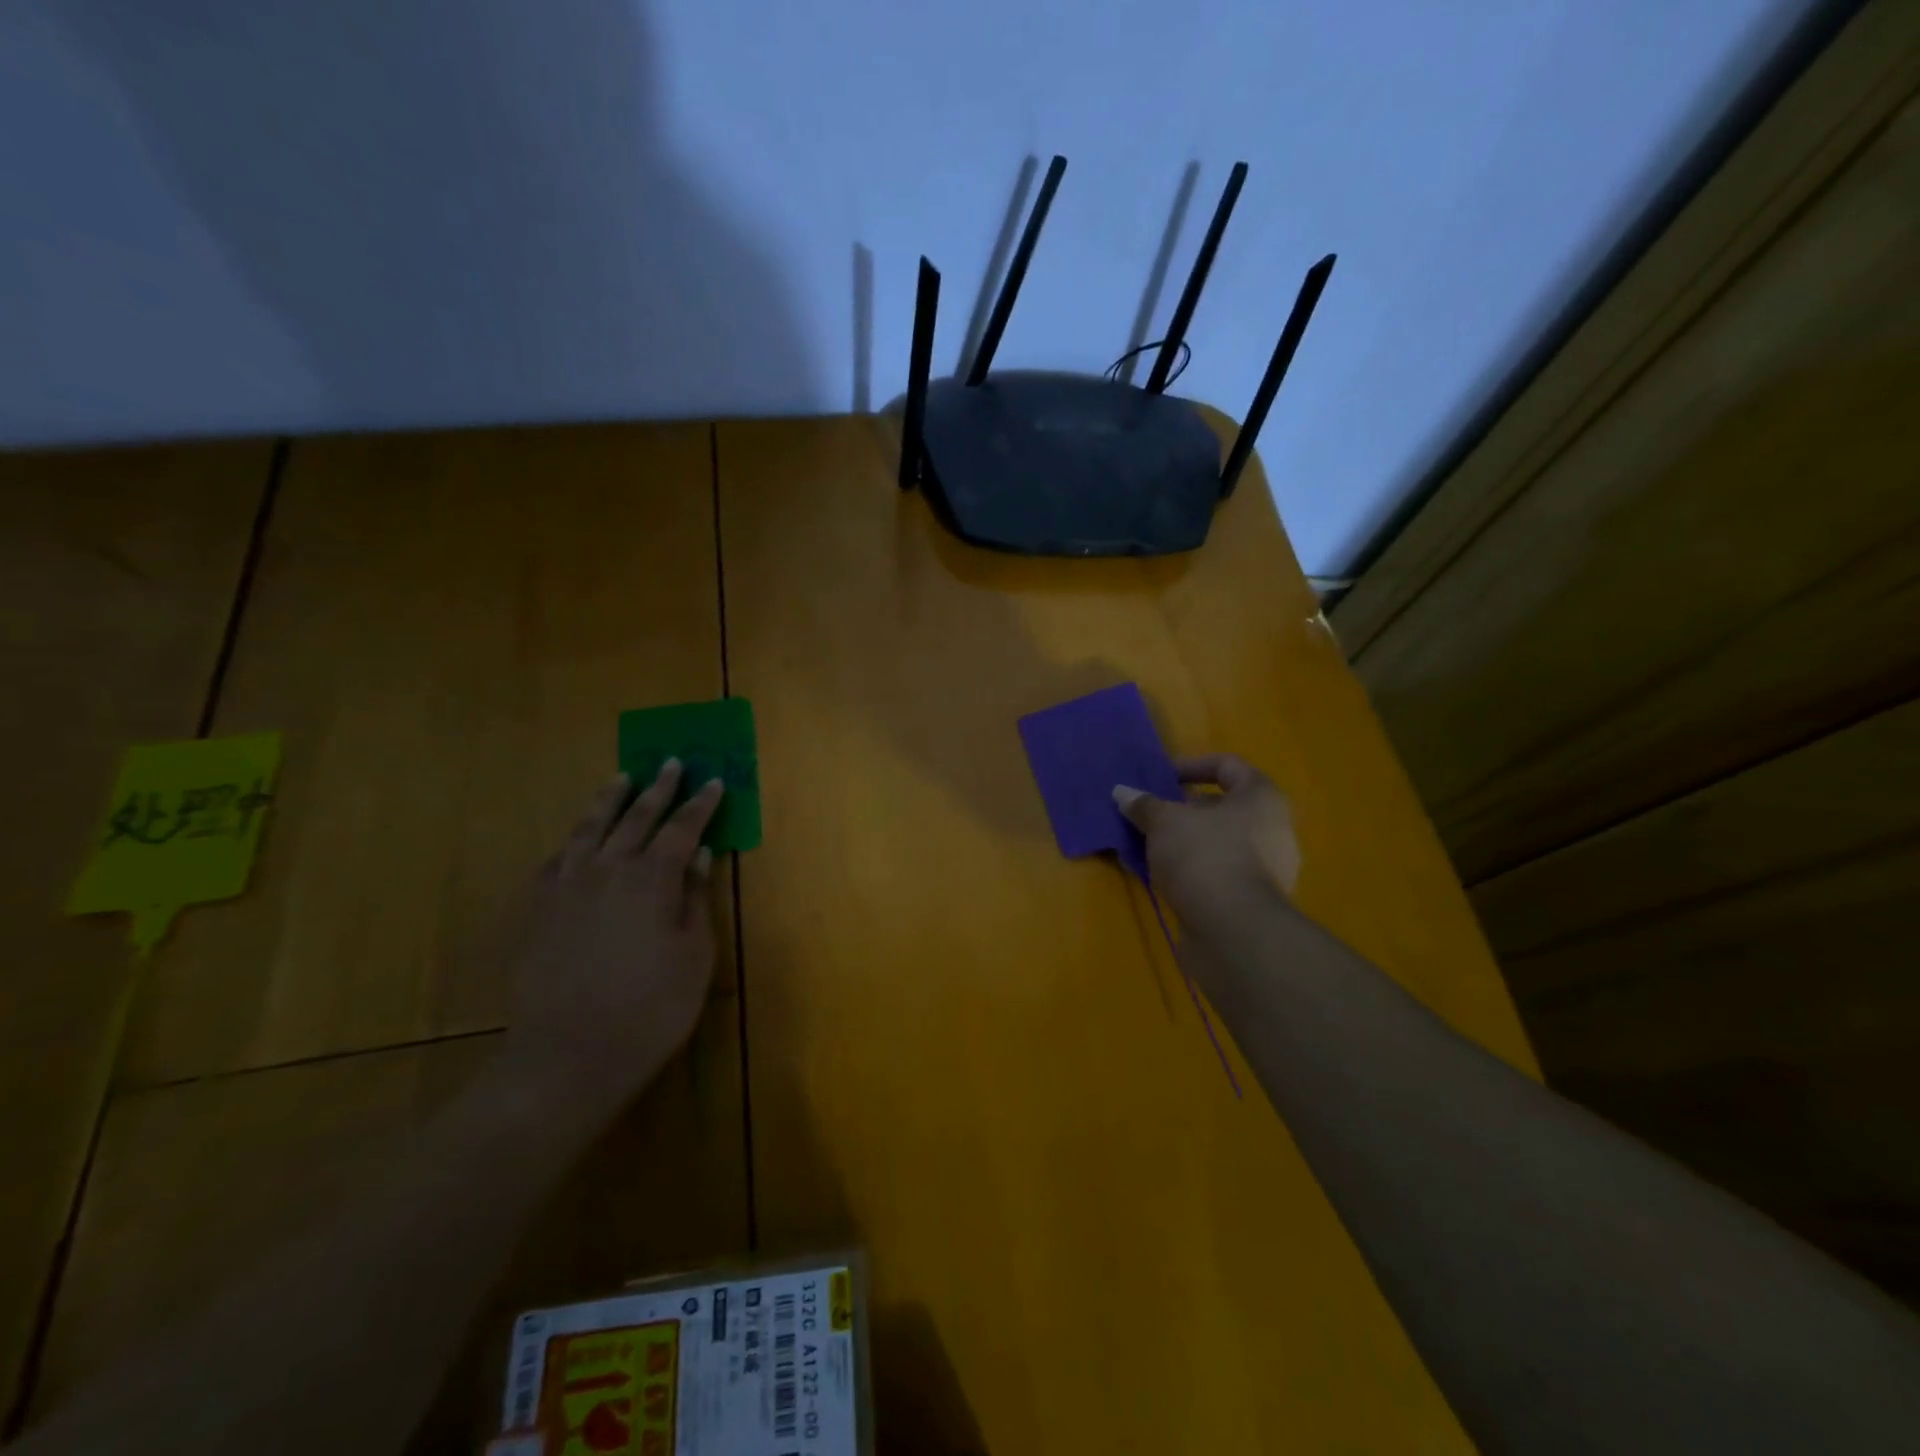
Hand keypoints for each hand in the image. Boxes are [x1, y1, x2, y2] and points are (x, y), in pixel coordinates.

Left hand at [504, 761, 723, 1118]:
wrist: (566, 1056)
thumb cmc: (650, 1009)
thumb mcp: (693, 956)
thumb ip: (696, 900)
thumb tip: (700, 856)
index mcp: (653, 879)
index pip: (682, 829)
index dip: (701, 805)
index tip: (714, 781)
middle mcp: (609, 870)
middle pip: (637, 819)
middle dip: (658, 790)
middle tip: (671, 763)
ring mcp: (567, 888)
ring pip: (590, 829)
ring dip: (609, 801)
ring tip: (621, 778)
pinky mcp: (537, 910)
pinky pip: (555, 860)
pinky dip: (572, 842)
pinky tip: (576, 839)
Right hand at [1114, 754, 1300, 937]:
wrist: (1233, 932)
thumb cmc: (1204, 856)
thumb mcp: (1164, 822)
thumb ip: (1144, 805)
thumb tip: (1122, 792)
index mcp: (1261, 798)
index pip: (1227, 766)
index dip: (1191, 766)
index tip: (1159, 779)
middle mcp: (1272, 829)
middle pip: (1222, 808)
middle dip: (1182, 810)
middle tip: (1149, 814)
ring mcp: (1266, 869)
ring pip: (1217, 843)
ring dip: (1182, 842)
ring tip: (1146, 846)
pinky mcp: (1251, 902)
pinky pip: (1216, 872)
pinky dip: (1189, 870)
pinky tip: (1158, 876)